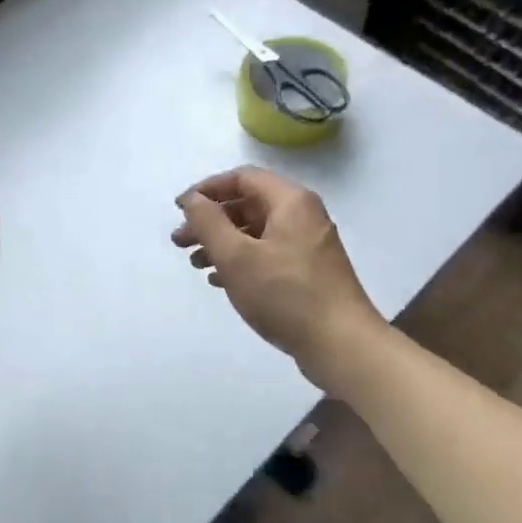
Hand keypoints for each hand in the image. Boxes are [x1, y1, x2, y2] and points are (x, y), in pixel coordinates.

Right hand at [171, 167, 385, 392]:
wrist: (341, 345)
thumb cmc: (285, 295)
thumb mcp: (236, 256)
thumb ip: (208, 222)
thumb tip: (193, 199)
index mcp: (290, 201)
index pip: (242, 178)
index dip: (207, 190)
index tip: (180, 210)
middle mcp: (303, 216)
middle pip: (248, 205)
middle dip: (211, 220)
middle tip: (180, 242)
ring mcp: (309, 246)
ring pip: (257, 233)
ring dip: (223, 243)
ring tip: (195, 264)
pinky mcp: (309, 273)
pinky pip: (268, 255)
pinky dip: (242, 261)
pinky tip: (220, 281)